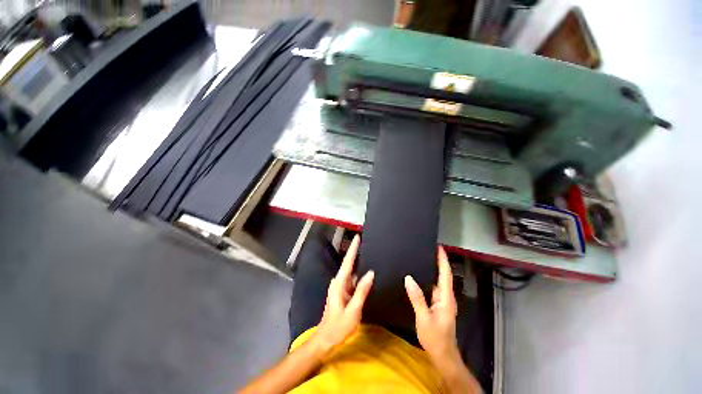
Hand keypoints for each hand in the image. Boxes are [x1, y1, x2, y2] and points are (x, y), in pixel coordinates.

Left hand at [313, 235, 374, 351]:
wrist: (325, 339)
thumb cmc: (338, 326)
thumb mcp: (353, 310)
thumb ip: (362, 291)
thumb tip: (370, 273)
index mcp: (340, 284)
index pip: (348, 262)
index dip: (353, 249)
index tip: (358, 237)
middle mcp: (339, 282)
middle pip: (349, 264)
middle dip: (357, 252)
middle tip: (368, 243)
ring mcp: (341, 287)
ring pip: (352, 272)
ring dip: (359, 263)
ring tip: (370, 254)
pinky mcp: (343, 292)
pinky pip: (353, 280)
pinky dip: (359, 275)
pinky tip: (367, 274)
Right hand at [404, 246, 458, 362]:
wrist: (443, 356)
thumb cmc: (435, 338)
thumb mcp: (424, 317)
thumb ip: (417, 298)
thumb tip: (408, 278)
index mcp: (445, 298)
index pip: (446, 274)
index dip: (443, 260)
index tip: (439, 247)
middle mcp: (445, 297)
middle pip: (443, 276)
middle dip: (438, 262)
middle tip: (427, 249)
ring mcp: (442, 302)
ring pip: (437, 282)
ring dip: (432, 270)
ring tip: (421, 259)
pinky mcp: (437, 306)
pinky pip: (432, 289)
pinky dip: (427, 280)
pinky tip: (418, 278)